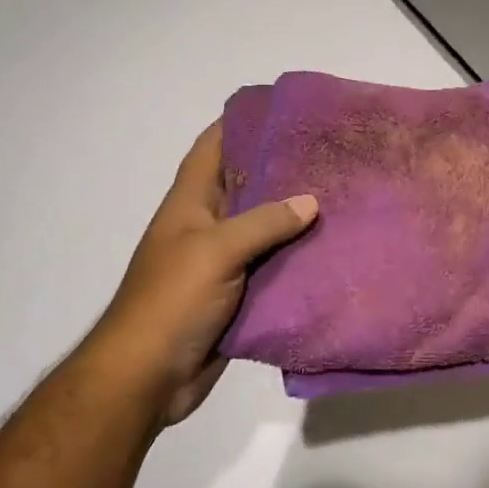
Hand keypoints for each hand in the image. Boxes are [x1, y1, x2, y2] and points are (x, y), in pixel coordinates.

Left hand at [95, 123, 317, 424]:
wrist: (147, 378)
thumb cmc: (172, 301)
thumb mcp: (216, 251)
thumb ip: (264, 222)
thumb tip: (311, 201)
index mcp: (191, 203)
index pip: (213, 147)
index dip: (240, 122)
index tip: (282, 108)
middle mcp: (207, 225)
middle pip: (245, 185)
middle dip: (281, 167)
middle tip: (328, 153)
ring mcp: (222, 261)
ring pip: (264, 227)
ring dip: (294, 215)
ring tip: (340, 195)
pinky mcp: (238, 294)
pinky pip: (272, 266)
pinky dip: (296, 257)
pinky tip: (330, 249)